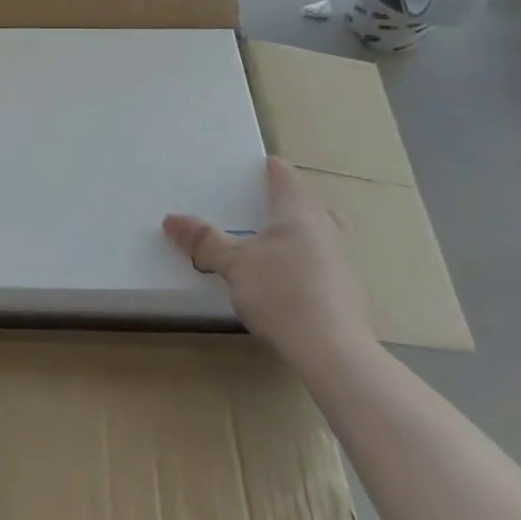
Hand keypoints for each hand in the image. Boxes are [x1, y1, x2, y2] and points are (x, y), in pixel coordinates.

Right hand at [164, 157, 376, 385]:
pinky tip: (291, 282)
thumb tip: (170, 219)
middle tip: (266, 206)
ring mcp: (343, 260)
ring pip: (324, 233)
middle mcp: (326, 227)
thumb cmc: (281, 292)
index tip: (254, 167)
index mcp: (298, 211)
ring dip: (304, 234)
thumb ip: (205, 242)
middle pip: (311, 202)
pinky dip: (310, 264)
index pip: (285, 175)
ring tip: (276, 245)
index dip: (269, 168)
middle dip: (292, 201)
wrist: (334, 352)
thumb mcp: (233, 265)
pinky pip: (327, 264)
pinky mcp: (350, 292)